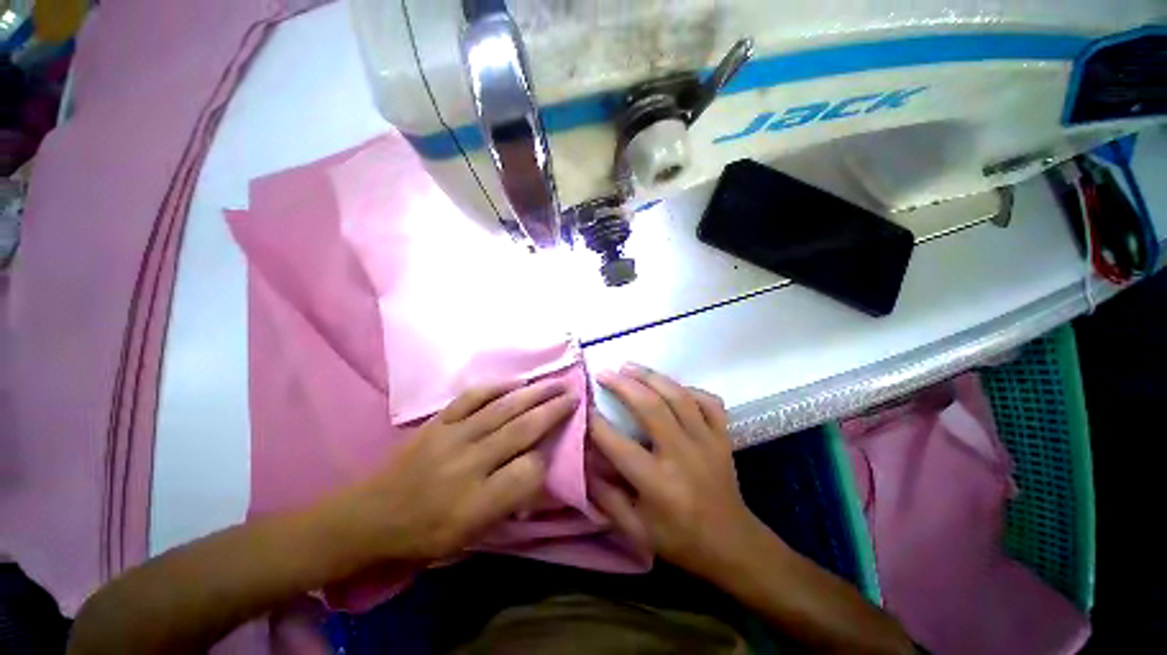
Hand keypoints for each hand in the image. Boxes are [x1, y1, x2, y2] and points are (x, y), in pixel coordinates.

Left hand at [319, 378, 578, 568]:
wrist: (370, 517)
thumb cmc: (425, 534)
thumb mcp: (471, 536)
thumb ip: (508, 502)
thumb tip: (536, 468)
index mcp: (478, 503)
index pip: (529, 472)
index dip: (548, 458)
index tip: (557, 448)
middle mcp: (469, 464)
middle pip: (522, 430)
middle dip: (553, 411)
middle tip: (574, 394)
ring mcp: (452, 437)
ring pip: (502, 409)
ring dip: (533, 393)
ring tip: (555, 383)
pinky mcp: (438, 422)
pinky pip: (471, 398)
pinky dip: (496, 387)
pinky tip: (515, 382)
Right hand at [588, 365, 771, 580]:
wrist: (734, 545)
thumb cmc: (680, 540)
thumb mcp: (636, 531)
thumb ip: (607, 497)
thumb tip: (586, 462)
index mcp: (658, 484)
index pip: (619, 445)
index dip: (597, 424)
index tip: (583, 406)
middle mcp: (683, 455)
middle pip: (651, 408)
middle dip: (623, 385)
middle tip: (604, 373)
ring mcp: (707, 442)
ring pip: (678, 397)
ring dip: (651, 377)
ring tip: (629, 366)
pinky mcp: (723, 437)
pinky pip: (708, 401)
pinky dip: (690, 389)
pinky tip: (672, 386)